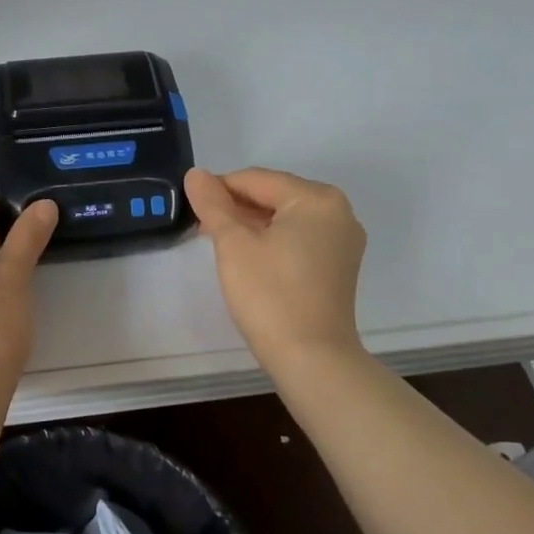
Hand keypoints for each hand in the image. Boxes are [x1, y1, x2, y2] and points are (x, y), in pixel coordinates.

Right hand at [185, 167, 365, 368]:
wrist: (312, 359)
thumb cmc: (270, 294)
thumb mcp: (233, 244)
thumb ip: (213, 204)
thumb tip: (196, 174)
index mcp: (317, 198)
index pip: (256, 179)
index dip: (219, 188)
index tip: (190, 205)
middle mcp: (338, 212)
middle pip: (274, 195)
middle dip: (236, 206)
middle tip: (201, 225)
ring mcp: (342, 240)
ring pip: (286, 217)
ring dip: (251, 223)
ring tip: (218, 240)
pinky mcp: (339, 265)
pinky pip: (299, 237)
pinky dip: (272, 240)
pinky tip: (247, 255)